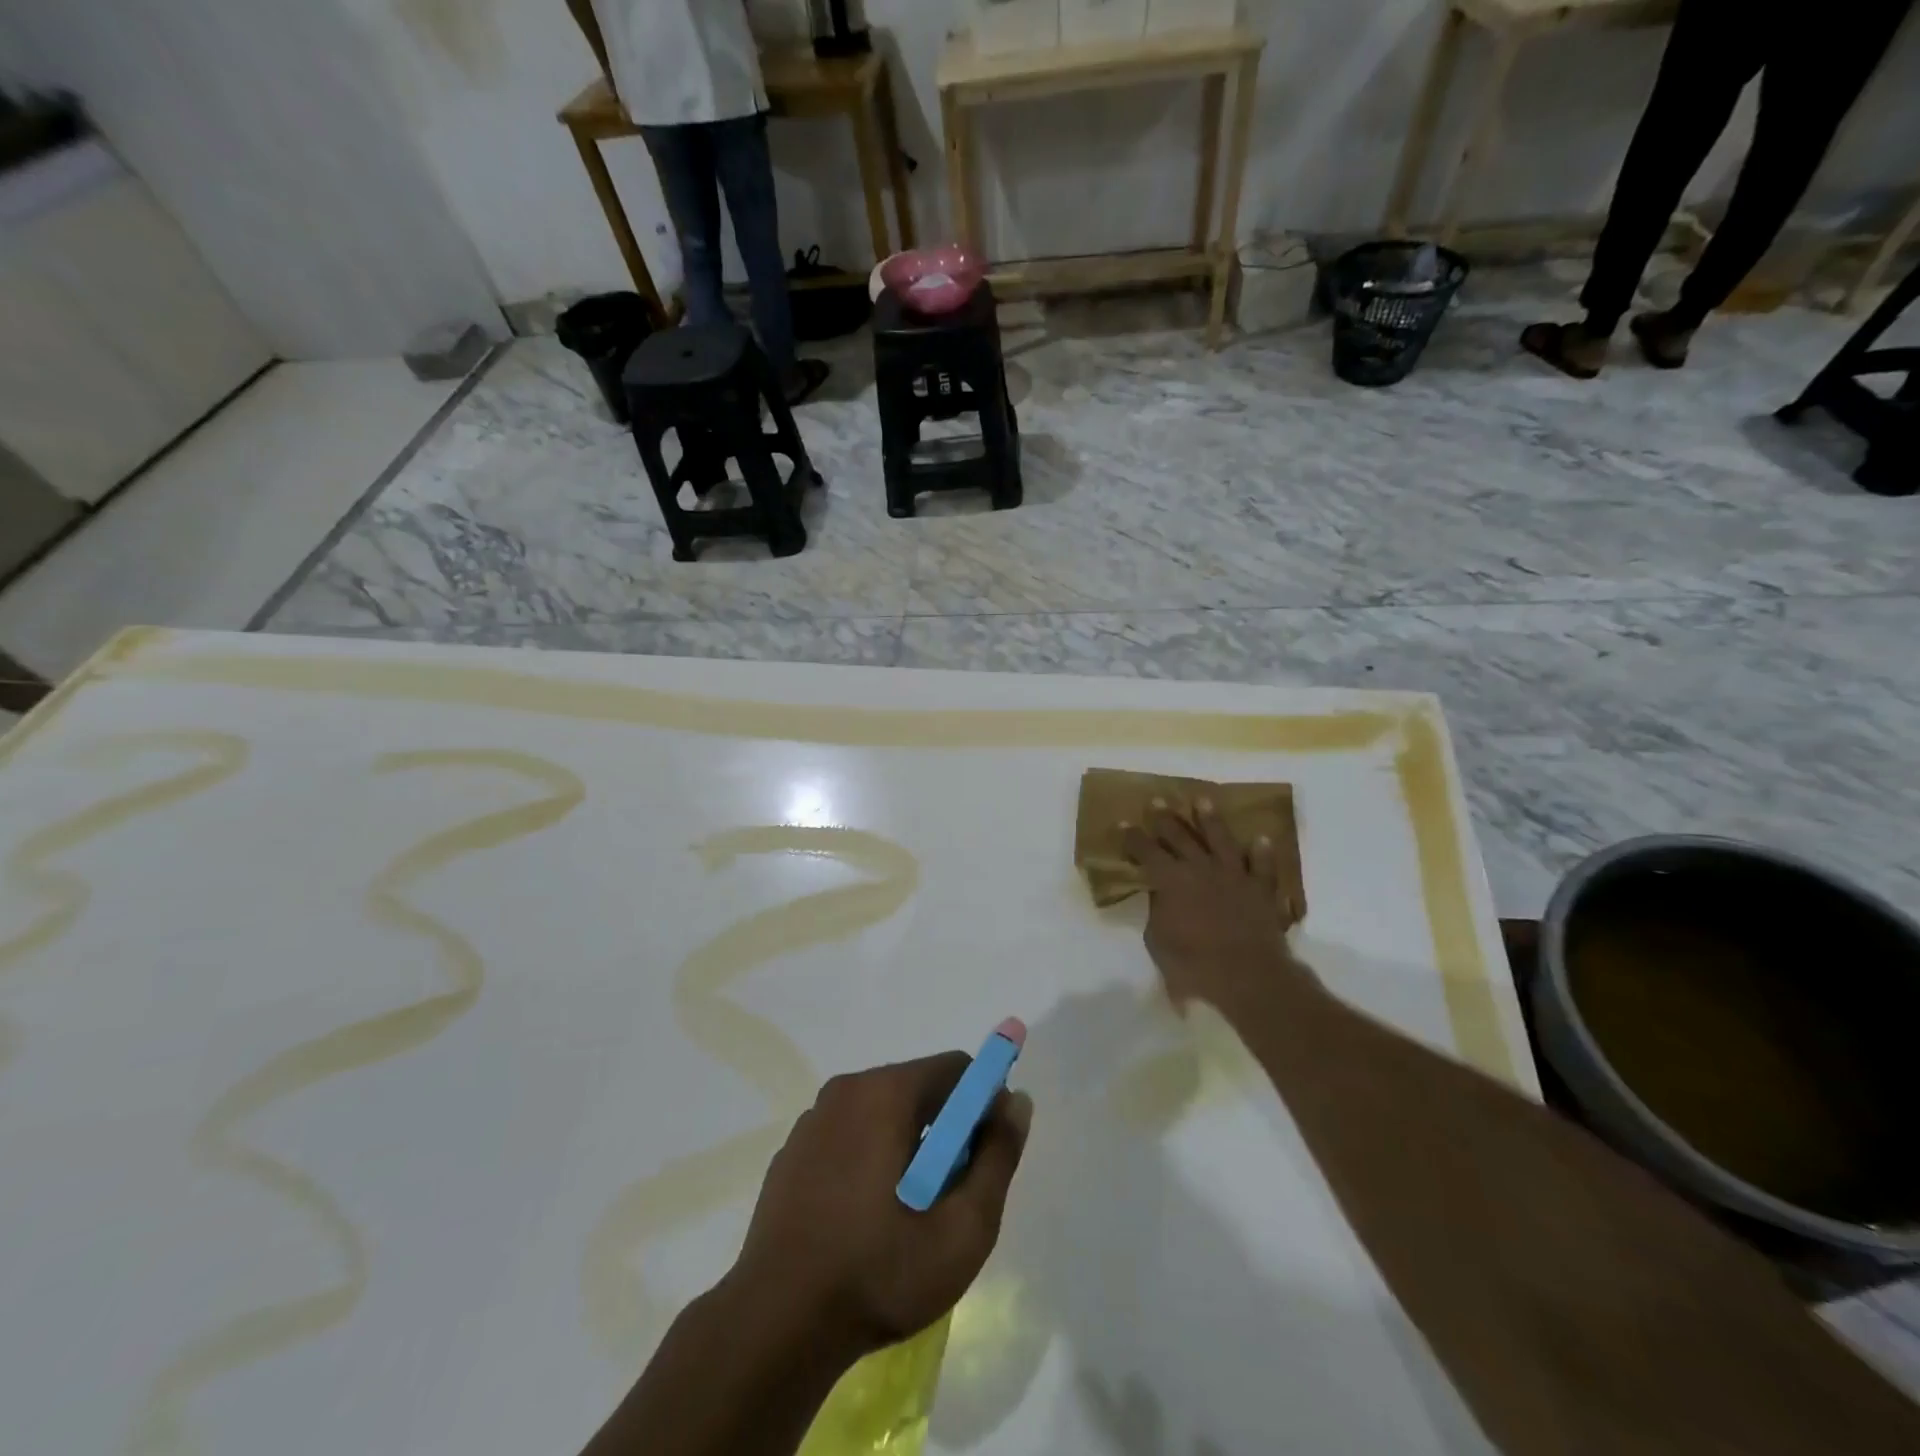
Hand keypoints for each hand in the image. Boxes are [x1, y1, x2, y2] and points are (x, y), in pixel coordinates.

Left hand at [729, 1055, 1032, 1360]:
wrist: (775, 1326)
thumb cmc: (879, 1272)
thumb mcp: (963, 1228)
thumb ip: (998, 1157)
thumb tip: (1016, 1101)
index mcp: (886, 1092)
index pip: (955, 1068)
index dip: (982, 1104)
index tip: (984, 1156)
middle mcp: (846, 1089)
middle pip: (918, 1088)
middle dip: (945, 1129)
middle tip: (948, 1195)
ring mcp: (812, 1120)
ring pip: (882, 1112)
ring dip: (907, 1145)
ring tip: (906, 1214)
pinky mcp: (791, 1153)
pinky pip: (848, 1136)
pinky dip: (868, 1158)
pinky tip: (863, 1219)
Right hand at [1122, 797, 1304, 1010]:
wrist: (1247, 977)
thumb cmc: (1193, 964)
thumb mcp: (1158, 941)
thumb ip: (1157, 912)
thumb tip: (1160, 895)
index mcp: (1171, 880)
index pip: (1146, 851)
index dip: (1133, 837)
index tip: (1123, 823)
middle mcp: (1201, 869)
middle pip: (1180, 837)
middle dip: (1166, 819)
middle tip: (1157, 801)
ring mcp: (1234, 876)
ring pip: (1221, 840)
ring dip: (1211, 820)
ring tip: (1203, 800)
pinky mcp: (1261, 890)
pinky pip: (1263, 867)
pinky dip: (1262, 853)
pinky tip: (1262, 839)